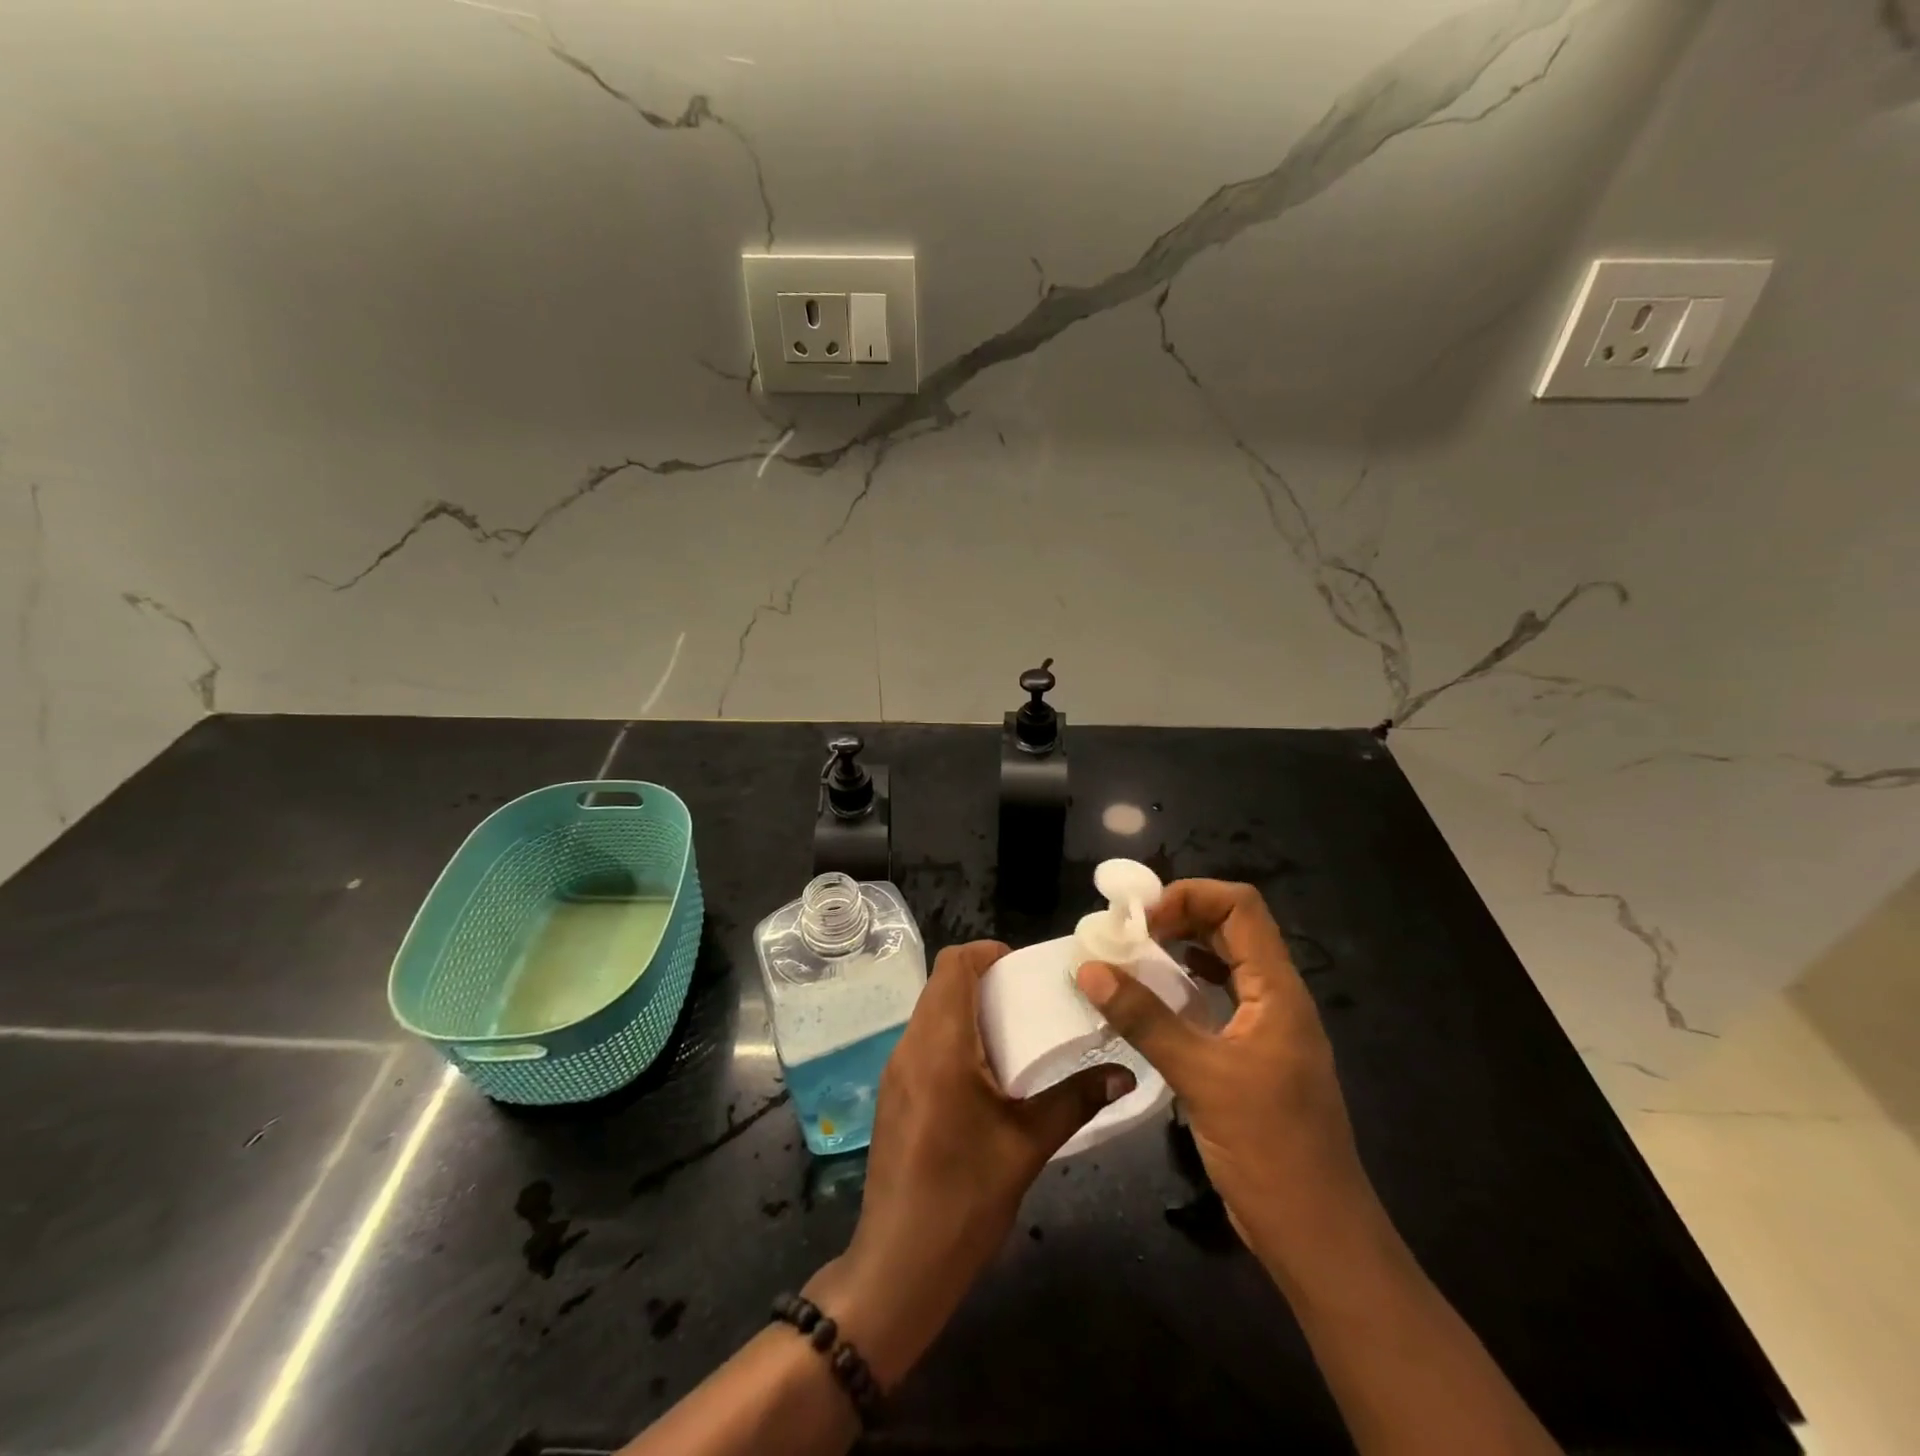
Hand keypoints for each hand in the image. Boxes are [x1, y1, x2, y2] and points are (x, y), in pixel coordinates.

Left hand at [806, 940, 1131, 1386]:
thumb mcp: (1028, 1146)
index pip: (953, 964)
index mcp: (940, 1045)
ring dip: (967, 1009)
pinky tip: (984, 1074)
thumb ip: (1074, 1101)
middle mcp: (910, 1046)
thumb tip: (1123, 1074)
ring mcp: (895, 1071)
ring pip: (930, 1013)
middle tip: (1028, 1000)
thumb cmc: (964, 1198)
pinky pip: (923, 1042)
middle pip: (941, 985)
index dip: (987, 953)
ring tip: (1013, 1034)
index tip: (1023, 968)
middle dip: (983, 981)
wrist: (899, 1264)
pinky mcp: (893, 1094)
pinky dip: (952, 1036)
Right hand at [1075, 880, 1374, 1274]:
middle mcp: (1276, 998)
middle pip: (1231, 928)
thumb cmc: (1270, 1150)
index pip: (1241, 907)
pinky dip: (1184, 987)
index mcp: (1278, 990)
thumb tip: (1089, 968)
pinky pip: (1217, 999)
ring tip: (1131, 958)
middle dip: (1178, 917)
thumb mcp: (1201, 1077)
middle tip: (1126, 934)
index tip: (1142, 919)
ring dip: (1179, 950)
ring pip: (1223, 963)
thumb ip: (1145, 1019)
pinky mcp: (1251, 1056)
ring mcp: (1265, 1028)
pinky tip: (1153, 1000)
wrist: (1318, 1236)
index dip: (1190, 896)